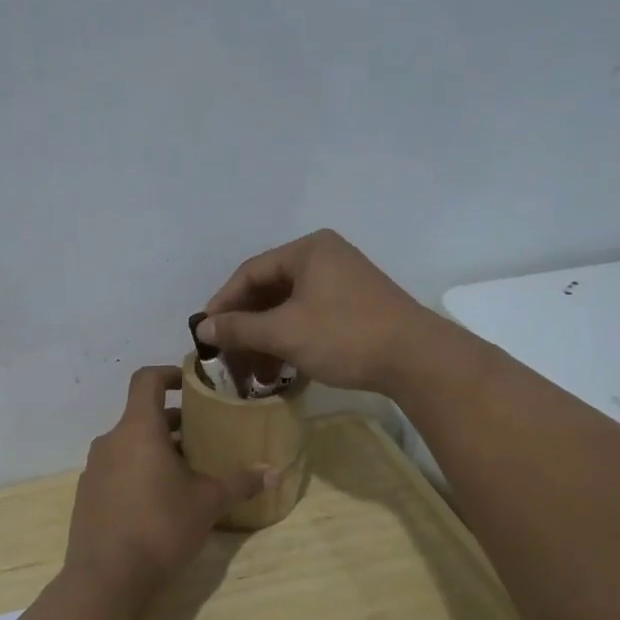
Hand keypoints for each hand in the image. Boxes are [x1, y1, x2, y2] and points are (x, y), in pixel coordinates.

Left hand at [63, 366, 272, 597]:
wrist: (106, 580)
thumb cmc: (160, 527)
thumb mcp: (208, 503)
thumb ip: (240, 483)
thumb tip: (275, 472)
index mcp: (137, 430)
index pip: (147, 380)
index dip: (170, 374)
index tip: (192, 383)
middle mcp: (110, 442)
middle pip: (141, 416)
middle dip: (173, 422)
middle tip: (204, 436)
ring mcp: (94, 470)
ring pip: (129, 445)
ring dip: (156, 449)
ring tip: (187, 471)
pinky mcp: (86, 496)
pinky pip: (116, 470)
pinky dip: (138, 472)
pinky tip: (159, 502)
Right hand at [197, 230, 439, 394]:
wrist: (416, 359)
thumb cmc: (343, 335)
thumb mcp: (284, 332)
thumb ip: (239, 328)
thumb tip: (203, 329)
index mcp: (309, 250)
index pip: (251, 272)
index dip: (224, 302)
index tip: (206, 333)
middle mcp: (326, 257)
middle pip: (270, 288)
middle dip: (246, 325)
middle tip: (228, 354)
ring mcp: (345, 282)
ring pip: (290, 306)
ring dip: (268, 337)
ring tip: (253, 370)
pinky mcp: (357, 306)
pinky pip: (311, 316)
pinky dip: (291, 339)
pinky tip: (281, 367)